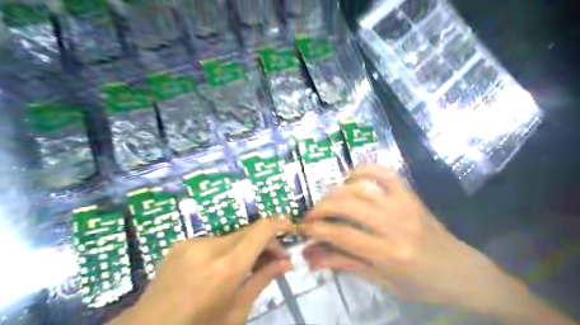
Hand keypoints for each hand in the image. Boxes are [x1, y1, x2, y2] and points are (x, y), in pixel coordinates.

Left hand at [107, 217, 294, 324]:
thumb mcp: (236, 311)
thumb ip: (262, 280)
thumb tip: (286, 262)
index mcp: (227, 267)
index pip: (260, 231)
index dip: (278, 224)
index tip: (289, 227)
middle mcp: (210, 247)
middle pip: (248, 231)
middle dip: (265, 241)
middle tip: (274, 258)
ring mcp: (192, 243)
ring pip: (231, 236)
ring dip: (245, 246)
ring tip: (247, 265)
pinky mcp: (181, 244)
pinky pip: (213, 241)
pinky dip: (225, 250)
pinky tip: (220, 267)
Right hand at [299, 166, 528, 313]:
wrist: (463, 273)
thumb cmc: (422, 284)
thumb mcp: (381, 281)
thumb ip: (344, 264)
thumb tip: (311, 257)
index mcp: (388, 253)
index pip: (341, 234)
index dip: (316, 229)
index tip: (301, 227)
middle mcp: (394, 225)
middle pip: (347, 205)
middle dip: (321, 207)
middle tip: (311, 215)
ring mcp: (404, 205)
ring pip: (361, 187)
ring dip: (337, 190)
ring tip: (328, 200)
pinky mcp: (411, 196)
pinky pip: (385, 173)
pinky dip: (364, 169)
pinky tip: (350, 178)